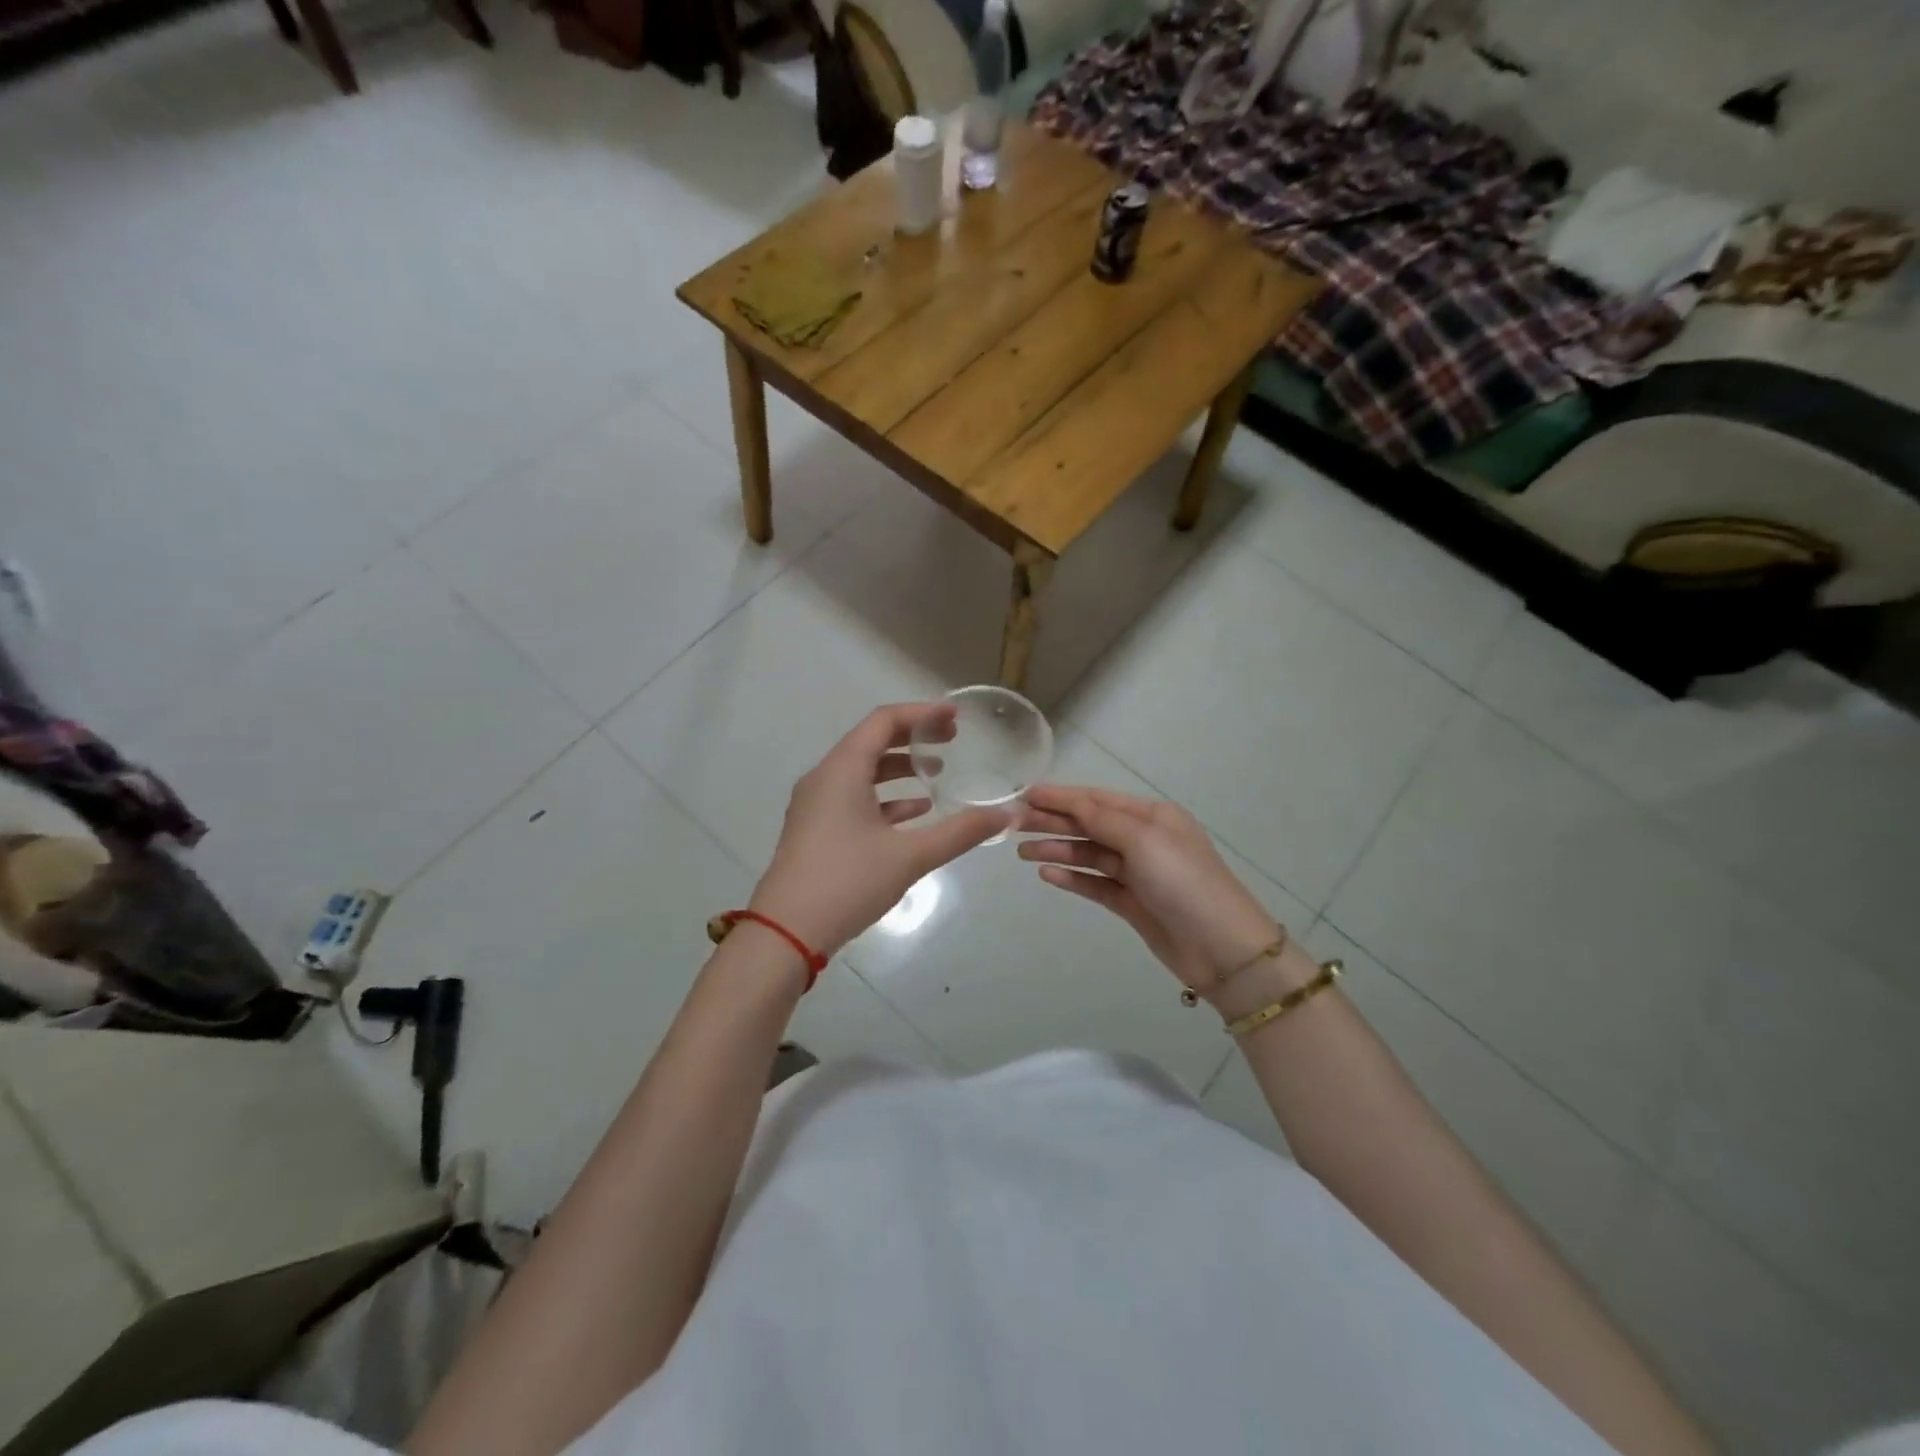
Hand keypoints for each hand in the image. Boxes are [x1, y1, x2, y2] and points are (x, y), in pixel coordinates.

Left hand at [748, 703, 1011, 957]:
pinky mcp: (815, 829)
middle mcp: (824, 778)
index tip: (955, 718)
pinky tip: (914, 814)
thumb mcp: (910, 856)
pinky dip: (884, 798)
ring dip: (899, 769)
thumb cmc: (848, 881)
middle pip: (871, 742)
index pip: (884, 721)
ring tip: (937, 775)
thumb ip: (960, 832)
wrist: (786, 932)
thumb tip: (1004, 815)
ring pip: (862, 772)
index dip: (922, 714)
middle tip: (951, 741)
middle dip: (913, 738)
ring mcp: (815, 805)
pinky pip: (853, 798)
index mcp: (842, 770)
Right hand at [1017, 784, 1294, 998]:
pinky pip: (1095, 884)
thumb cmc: (1184, 882)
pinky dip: (1071, 878)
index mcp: (1152, 816)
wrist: (1222, 948)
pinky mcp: (1132, 903)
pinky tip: (1046, 874)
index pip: (1097, 799)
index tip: (1025, 794)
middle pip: (1089, 825)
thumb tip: (1070, 802)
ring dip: (1057, 850)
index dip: (1061, 796)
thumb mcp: (1144, 840)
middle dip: (1053, 822)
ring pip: (1089, 855)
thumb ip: (1102, 819)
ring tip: (1021, 851)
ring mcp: (1137, 872)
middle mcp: (1143, 839)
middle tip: (1013, 823)